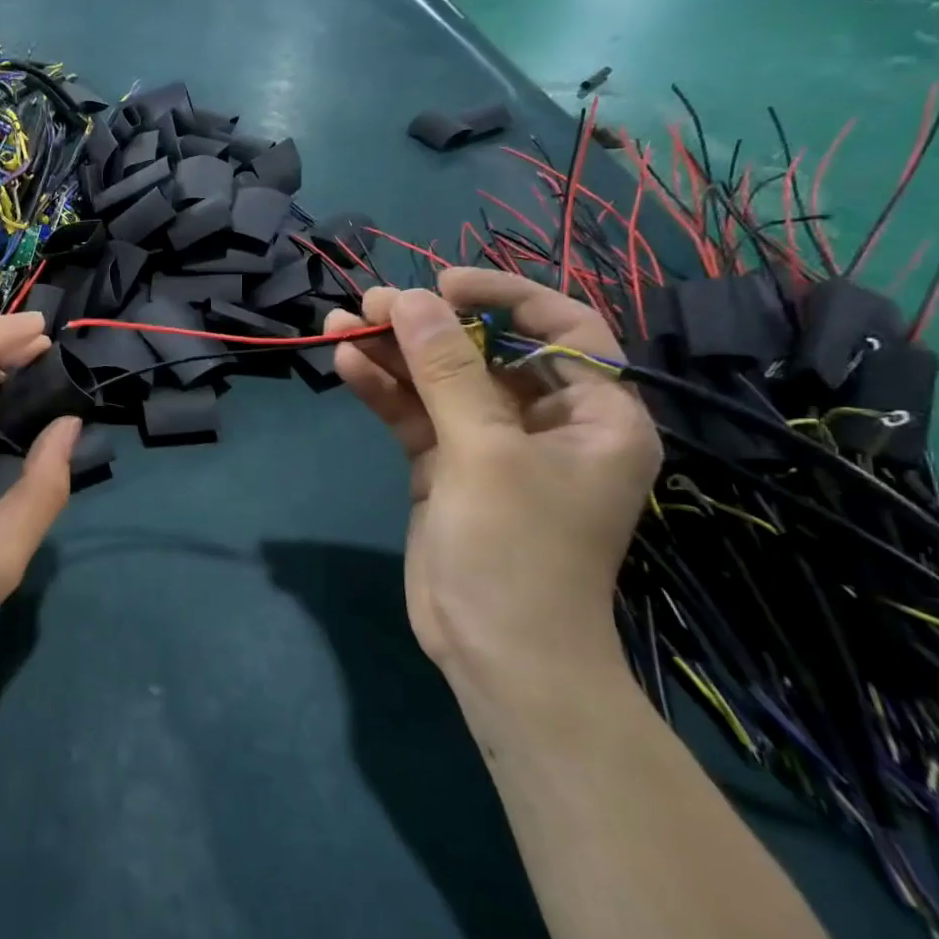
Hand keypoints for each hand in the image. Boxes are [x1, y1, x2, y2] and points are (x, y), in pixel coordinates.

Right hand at [325, 269, 659, 691]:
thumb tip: (411, 298)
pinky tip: (346, 364)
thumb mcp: (483, 452)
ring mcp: (490, 445)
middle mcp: (546, 422)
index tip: (444, 284)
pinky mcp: (446, 468)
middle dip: (430, 325)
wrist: (495, 654)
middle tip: (373, 303)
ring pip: (441, 381)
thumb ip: (446, 371)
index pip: (562, 328)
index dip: (505, 296)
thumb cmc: (517, 550)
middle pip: (487, 352)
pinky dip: (384, 390)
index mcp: (595, 414)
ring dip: (394, 352)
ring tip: (343, 323)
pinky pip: (416, 415)